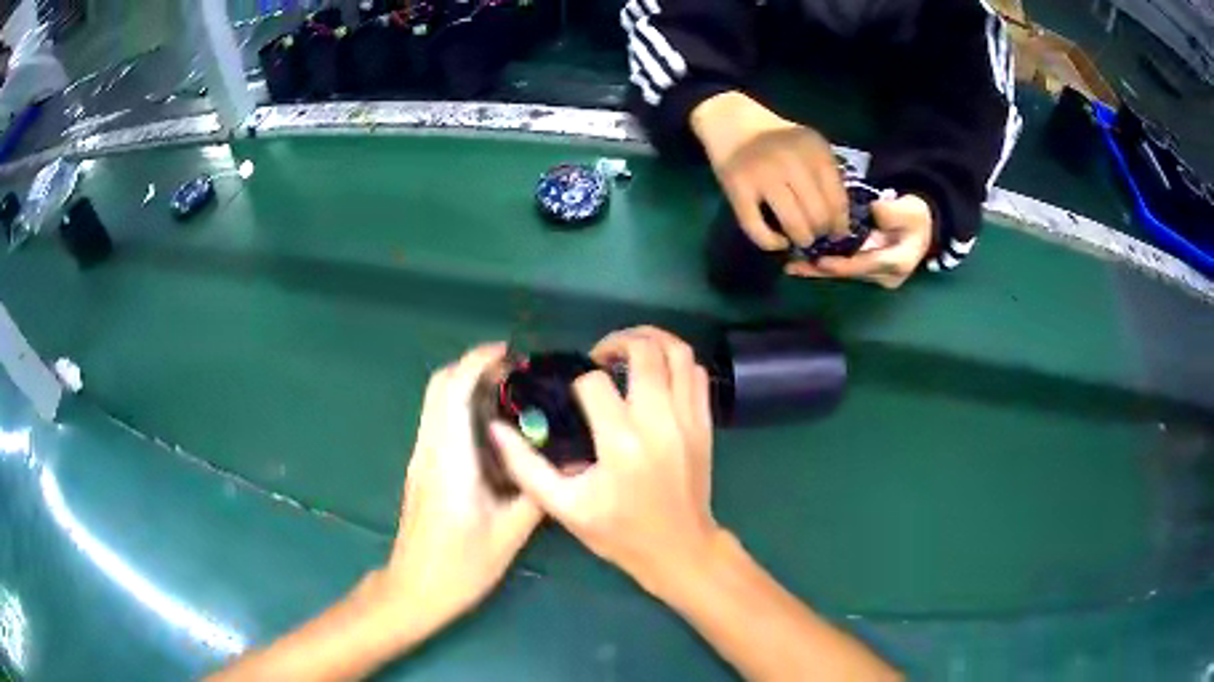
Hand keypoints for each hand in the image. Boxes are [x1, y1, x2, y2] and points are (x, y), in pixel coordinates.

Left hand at [380, 343, 542, 629]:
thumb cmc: (461, 566)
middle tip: (515, 373)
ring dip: (467, 385)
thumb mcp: (510, 533)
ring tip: (509, 395)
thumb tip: (564, 461)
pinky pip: (439, 421)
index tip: (510, 353)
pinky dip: (461, 406)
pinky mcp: (422, 468)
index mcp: (450, 460)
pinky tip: (493, 431)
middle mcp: (429, 450)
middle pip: (440, 385)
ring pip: (436, 401)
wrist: (415, 588)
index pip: (454, 390)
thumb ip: (537, 492)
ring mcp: (421, 458)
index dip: (479, 361)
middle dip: (473, 366)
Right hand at [492, 326, 718, 592]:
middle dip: (616, 342)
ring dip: (651, 340)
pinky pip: (697, 373)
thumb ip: (526, 467)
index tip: (572, 397)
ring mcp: (688, 419)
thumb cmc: (619, 532)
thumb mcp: (564, 507)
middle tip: (599, 357)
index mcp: (620, 442)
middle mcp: (659, 420)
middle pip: (644, 351)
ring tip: (629, 352)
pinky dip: (677, 361)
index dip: (577, 382)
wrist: (679, 549)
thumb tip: (496, 429)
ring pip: (678, 352)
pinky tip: (657, 374)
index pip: (594, 383)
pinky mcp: (705, 423)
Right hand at [691, 91, 848, 250]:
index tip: (836, 233)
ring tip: (799, 238)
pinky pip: (758, 229)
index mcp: (814, 151)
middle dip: (820, 233)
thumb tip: (839, 221)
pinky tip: (777, 241)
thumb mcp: (809, 146)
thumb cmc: (777, 139)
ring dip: (801, 239)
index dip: (840, 224)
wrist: (732, 122)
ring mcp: (762, 175)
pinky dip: (771, 243)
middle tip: (815, 235)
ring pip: (793, 225)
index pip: (837, 200)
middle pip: (817, 215)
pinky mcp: (737, 188)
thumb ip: (826, 175)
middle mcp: (791, 162)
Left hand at [785, 194, 933, 288]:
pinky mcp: (866, 269)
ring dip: (817, 269)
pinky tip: (801, 261)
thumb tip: (873, 211)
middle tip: (793, 267)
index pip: (865, 265)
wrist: (921, 225)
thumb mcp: (911, 210)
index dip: (842, 265)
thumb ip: (892, 212)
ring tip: (791, 265)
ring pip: (843, 273)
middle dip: (821, 270)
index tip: (820, 261)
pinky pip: (842, 267)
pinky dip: (823, 264)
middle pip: (849, 273)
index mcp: (897, 263)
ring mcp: (875, 275)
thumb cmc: (916, 216)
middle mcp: (884, 275)